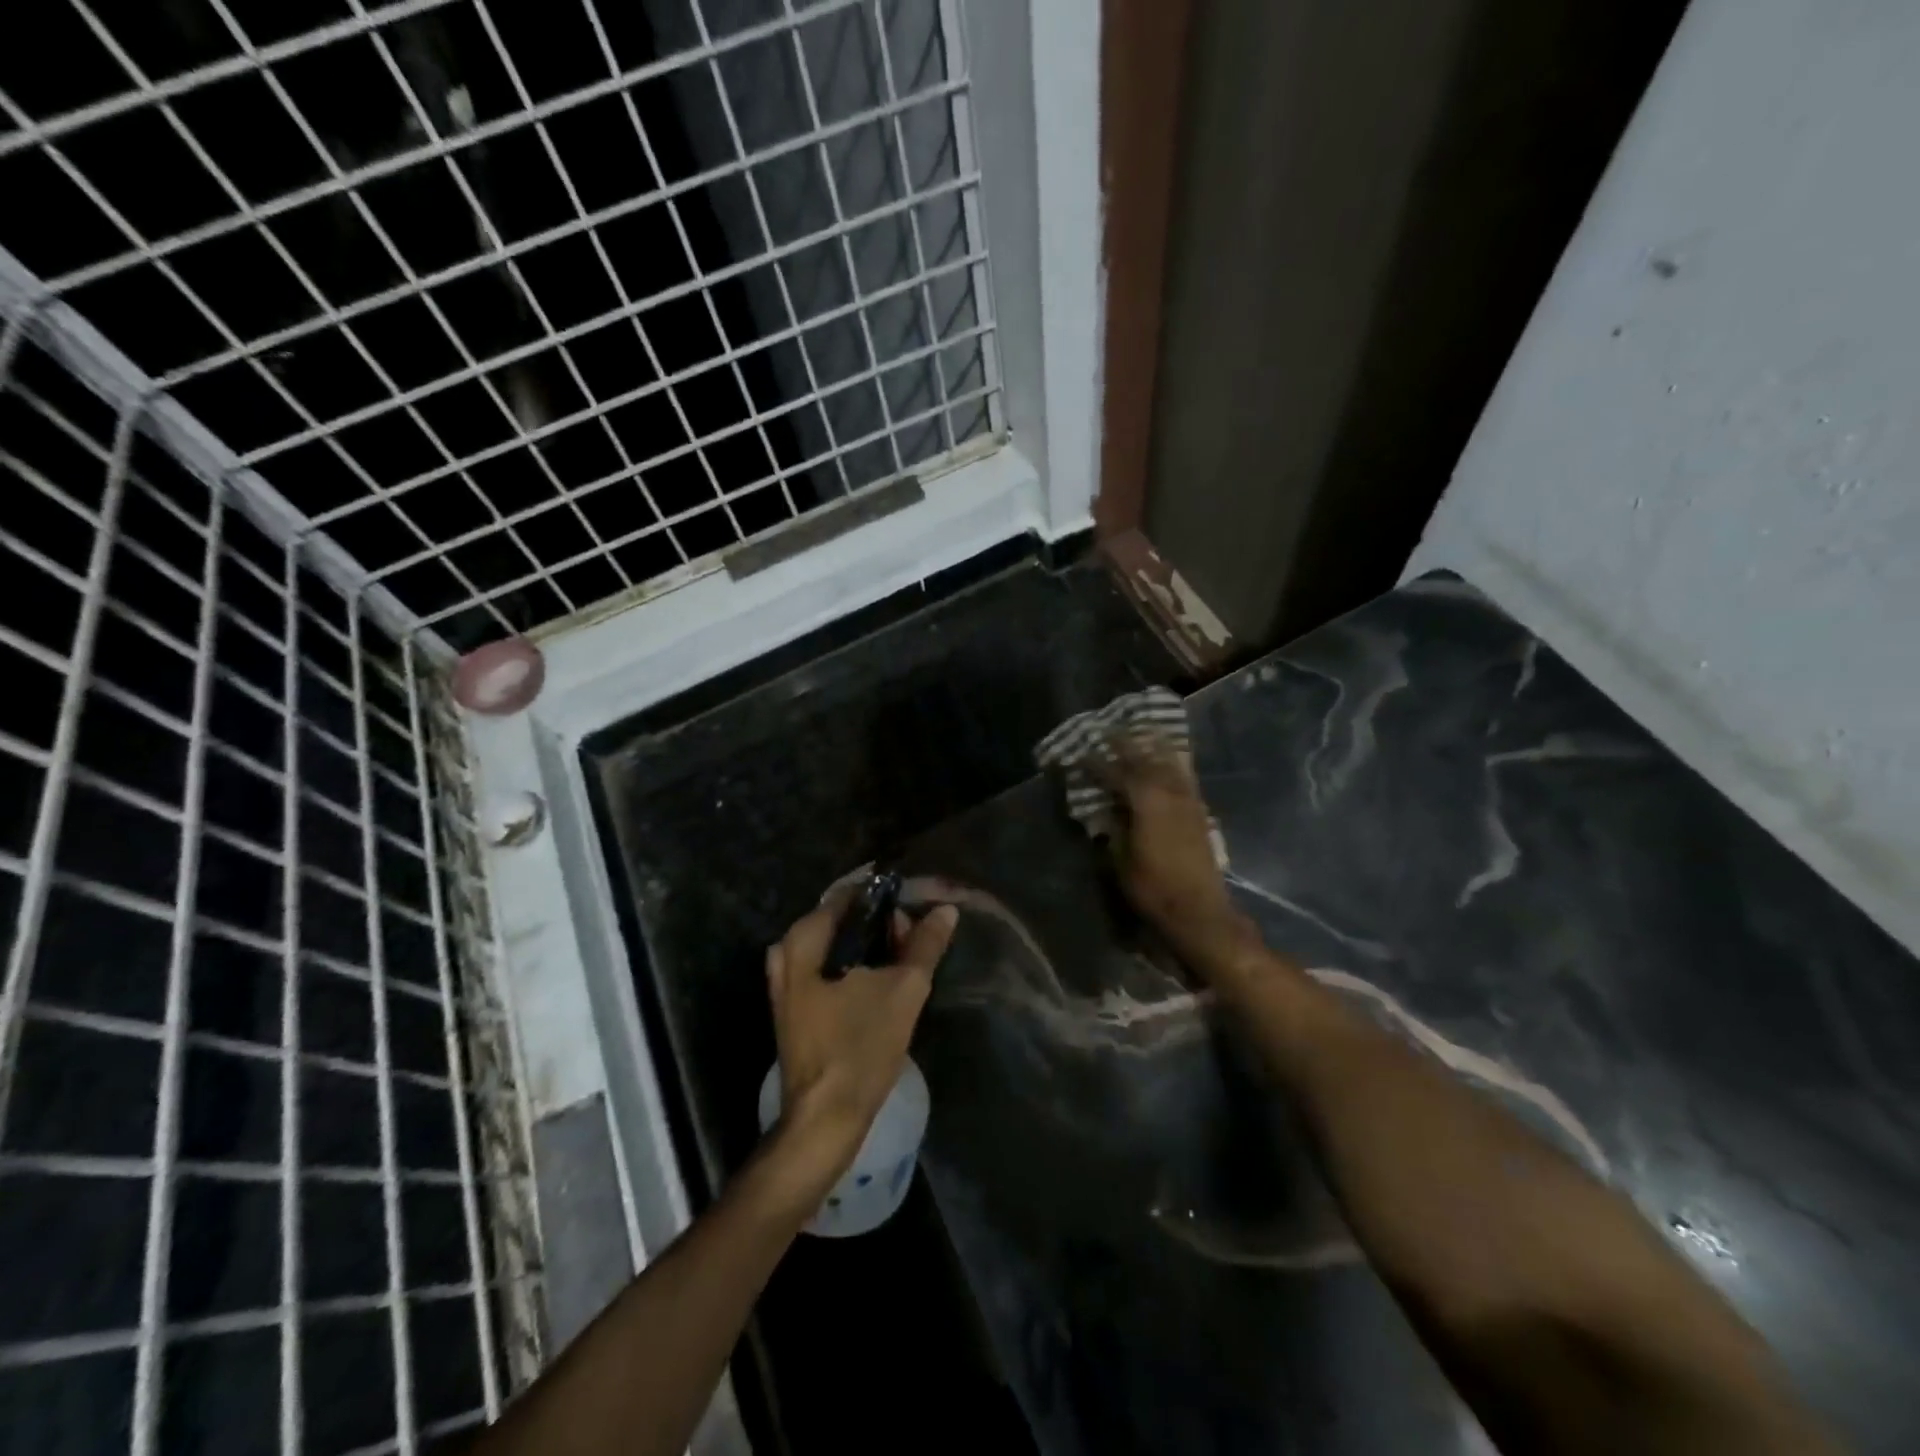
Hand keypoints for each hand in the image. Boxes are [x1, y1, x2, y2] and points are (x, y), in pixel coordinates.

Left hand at [764, 889, 959, 1188]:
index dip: (885, 898)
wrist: (825, 1119)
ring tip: (902, 965)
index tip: (916, 911)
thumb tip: (945, 910)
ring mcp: (785, 984)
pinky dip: (854, 969)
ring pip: (835, 948)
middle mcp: (786, 953)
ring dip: (870, 949)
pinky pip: (827, 970)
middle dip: (880, 926)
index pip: (848, 895)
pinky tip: (880, 986)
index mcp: (803, 940)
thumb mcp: (904, 990)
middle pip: (840, 920)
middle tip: (914, 944)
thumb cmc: (860, 1047)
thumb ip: (925, 945)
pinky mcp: (794, 1009)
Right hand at [1094, 735, 1257, 974]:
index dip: (1096, 763)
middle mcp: (1169, 792)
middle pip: (1145, 758)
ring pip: (1170, 762)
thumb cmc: (1152, 887)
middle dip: (1125, 744)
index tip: (1080, 753)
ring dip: (1154, 746)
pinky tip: (1170, 757)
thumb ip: (1113, 827)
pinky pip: (1185, 775)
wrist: (1199, 910)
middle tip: (1108, 730)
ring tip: (1142, 731)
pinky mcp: (1200, 810)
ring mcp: (1188, 799)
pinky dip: (1175, 761)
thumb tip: (1106, 808)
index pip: (1116, 773)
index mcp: (1145, 801)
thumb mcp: (1120, 859)